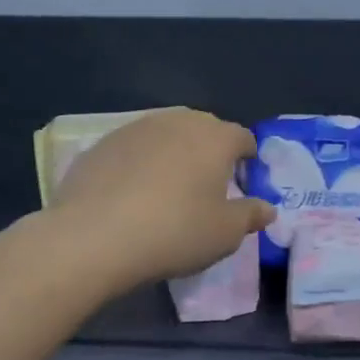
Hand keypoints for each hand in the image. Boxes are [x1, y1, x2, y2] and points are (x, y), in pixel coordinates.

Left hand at [47, 109, 272, 291]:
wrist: (92, 237)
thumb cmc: (175, 232)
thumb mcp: (225, 233)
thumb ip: (251, 216)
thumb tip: (267, 209)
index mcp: (215, 137)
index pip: (243, 138)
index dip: (248, 161)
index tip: (243, 185)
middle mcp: (178, 122)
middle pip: (204, 130)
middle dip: (210, 153)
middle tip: (207, 188)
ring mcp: (136, 128)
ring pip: (166, 136)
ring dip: (174, 156)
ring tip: (168, 190)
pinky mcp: (101, 144)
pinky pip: (133, 150)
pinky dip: (140, 165)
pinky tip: (132, 195)